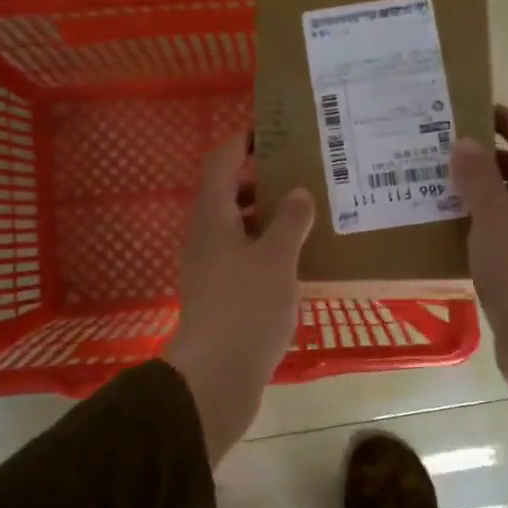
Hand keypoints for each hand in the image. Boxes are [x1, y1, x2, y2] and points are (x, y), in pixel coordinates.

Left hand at [165, 132, 315, 464]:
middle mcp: (204, 236)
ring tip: (304, 215)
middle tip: (298, 173)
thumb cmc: (246, 307)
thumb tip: (297, 192)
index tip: (270, 131)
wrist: (215, 376)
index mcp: (212, 217)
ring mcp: (207, 268)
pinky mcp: (217, 295)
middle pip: (227, 194)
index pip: (221, 162)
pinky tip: (293, 260)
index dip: (242, 142)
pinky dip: (264, 248)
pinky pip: (241, 256)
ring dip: (264, 217)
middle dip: (259, 181)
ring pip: (235, 228)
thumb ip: (290, 220)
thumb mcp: (277, 258)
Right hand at [450, 105, 507, 440]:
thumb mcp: (494, 215)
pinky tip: (447, 229)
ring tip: (436, 186)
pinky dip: (477, 225)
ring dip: (478, 194)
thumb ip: (478, 177)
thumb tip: (465, 142)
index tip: (473, 111)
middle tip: (443, 151)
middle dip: (486, 159)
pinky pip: (501, 234)